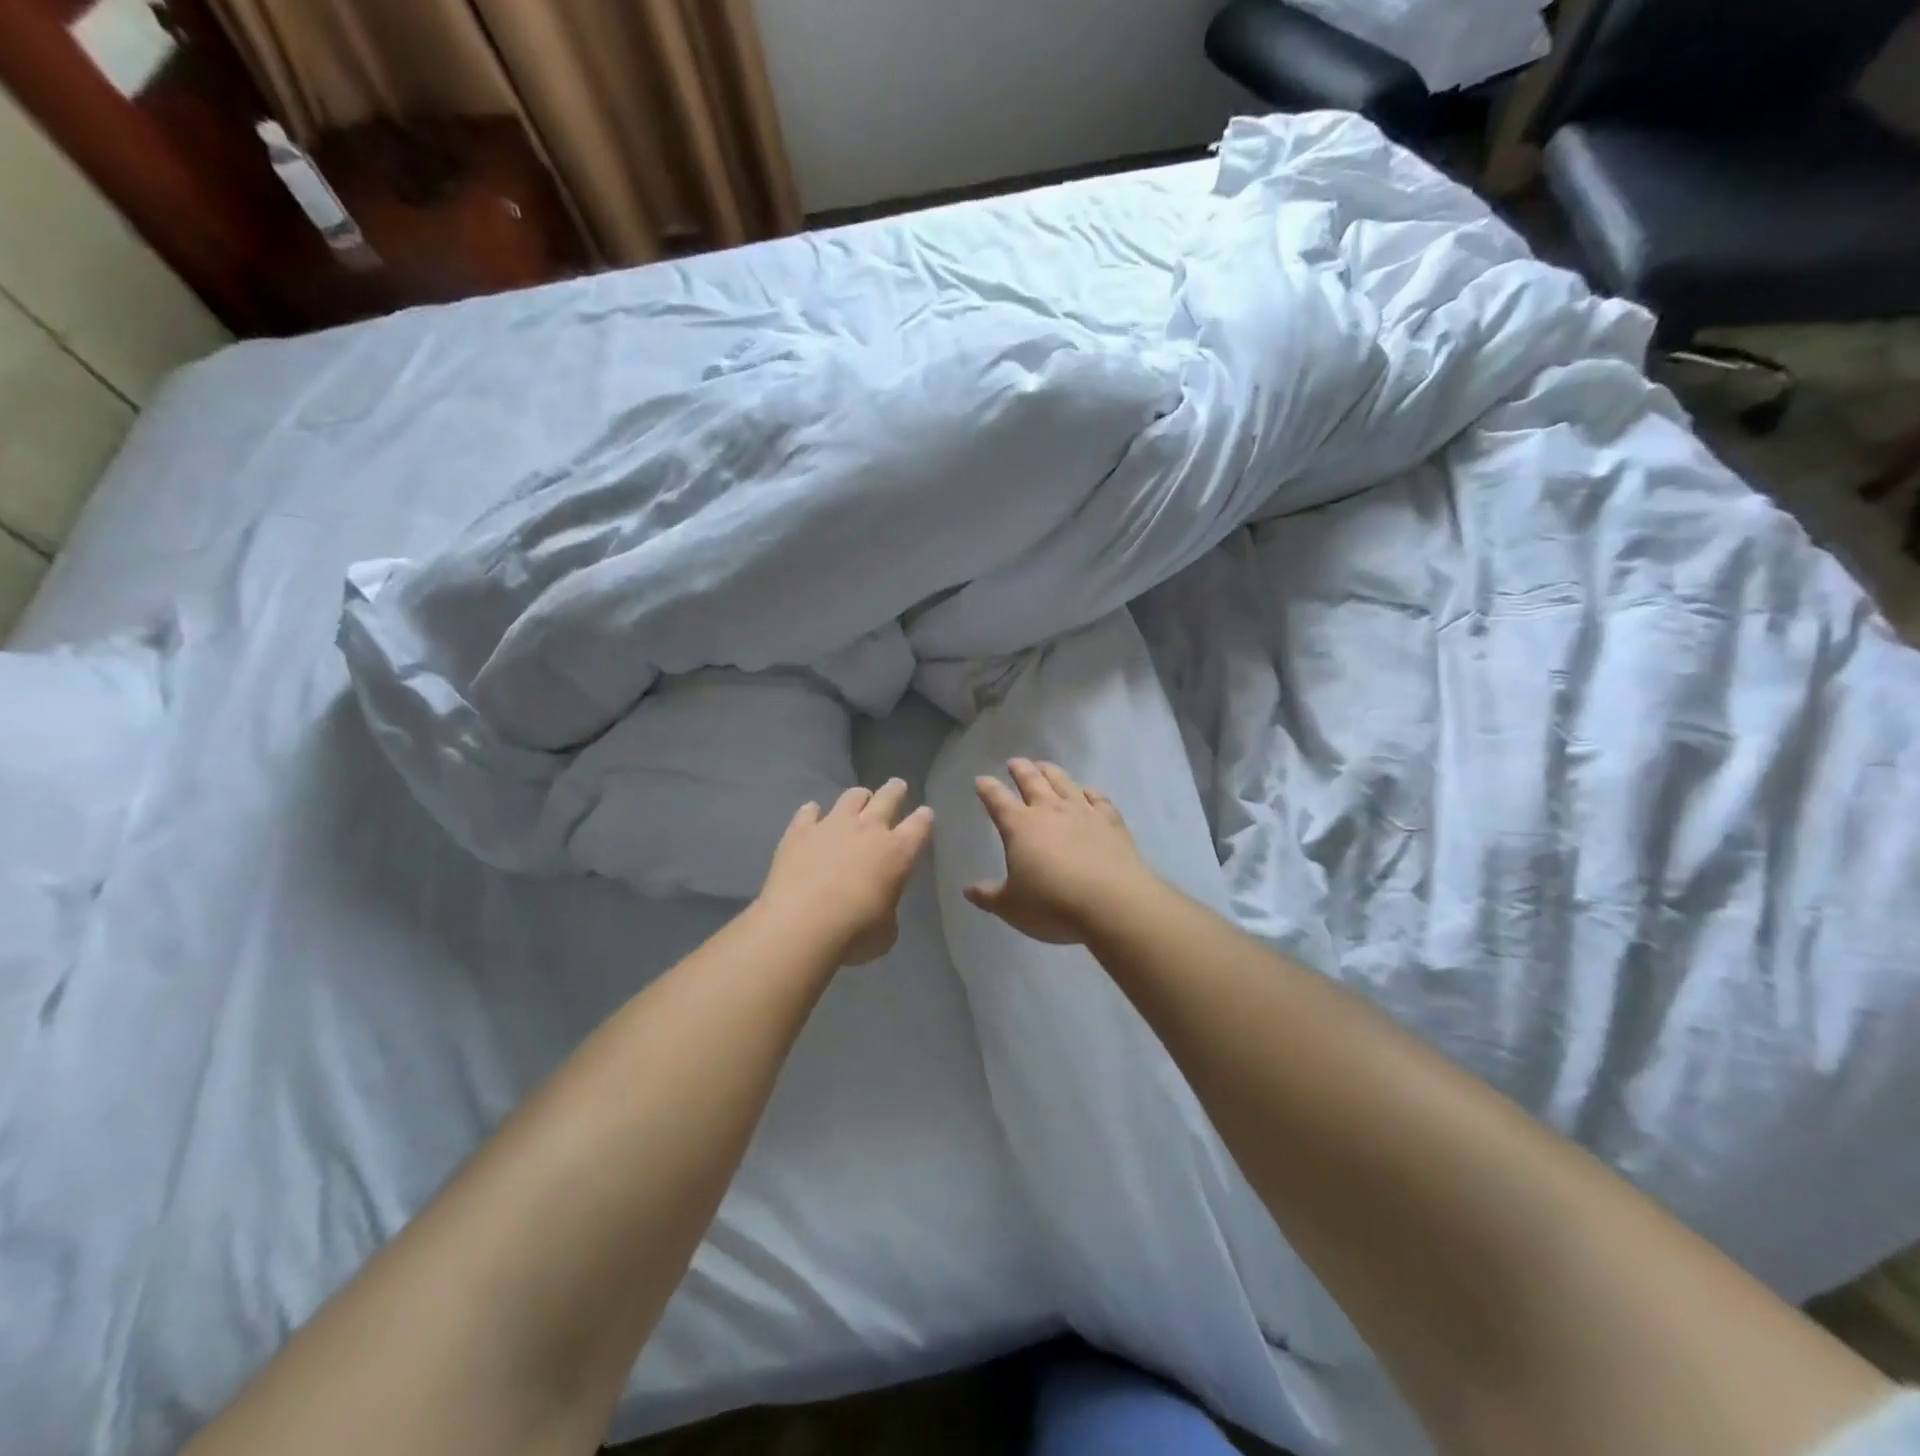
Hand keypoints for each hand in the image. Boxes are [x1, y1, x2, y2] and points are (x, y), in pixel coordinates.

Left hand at [757, 779, 934, 965]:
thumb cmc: (855, 933)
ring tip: (858, 800)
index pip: (920, 824)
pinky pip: (808, 812)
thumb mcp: (886, 931)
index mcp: (898, 852)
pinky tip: (811, 815)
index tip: (925, 814)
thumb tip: (879, 907)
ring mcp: (832, 825)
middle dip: (896, 790)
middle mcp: (869, 829)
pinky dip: (812, 813)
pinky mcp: (800, 831)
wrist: (802, 925)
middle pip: (888, 797)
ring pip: (852, 796)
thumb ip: (888, 910)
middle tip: (897, 787)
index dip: (924, 818)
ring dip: (859, 797)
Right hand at [965, 759, 1153, 944]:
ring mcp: (1083, 812)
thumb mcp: (1011, 907)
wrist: (1112, 903)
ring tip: (1044, 765)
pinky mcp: (1111, 822)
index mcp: (1020, 826)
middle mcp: (1050, 810)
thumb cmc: (1053, 905)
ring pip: (1064, 782)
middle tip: (1014, 762)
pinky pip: (1098, 798)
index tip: (981, 780)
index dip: (988, 789)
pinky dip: (1089, 791)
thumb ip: (989, 896)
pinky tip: (1087, 790)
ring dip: (1051, 772)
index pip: (998, 801)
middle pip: (1032, 781)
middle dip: (1020, 769)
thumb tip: (969, 890)